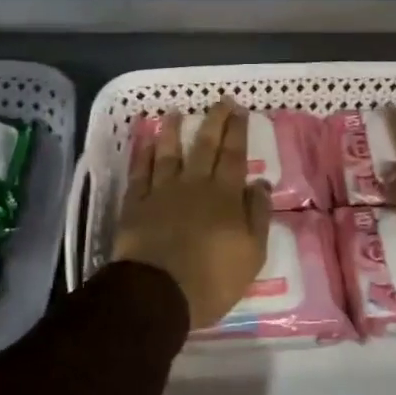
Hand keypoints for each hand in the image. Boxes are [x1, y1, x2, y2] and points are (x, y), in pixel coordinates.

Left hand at [114, 98, 271, 329]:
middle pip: (204, 146)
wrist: (158, 294)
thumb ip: (257, 215)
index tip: (240, 109)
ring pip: (168, 152)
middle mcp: (193, 184)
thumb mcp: (251, 253)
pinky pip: (140, 171)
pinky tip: (146, 141)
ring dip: (173, 130)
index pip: (234, 155)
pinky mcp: (135, 204)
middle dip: (214, 121)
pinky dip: (143, 154)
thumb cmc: (212, 279)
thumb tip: (259, 183)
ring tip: (175, 112)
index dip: (238, 131)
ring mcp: (161, 191)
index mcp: (224, 196)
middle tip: (219, 101)